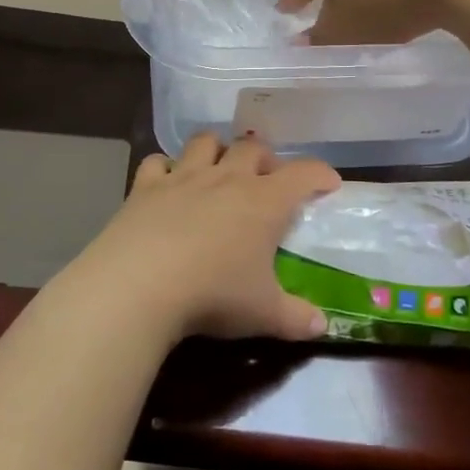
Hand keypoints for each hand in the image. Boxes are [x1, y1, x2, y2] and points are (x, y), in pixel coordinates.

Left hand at [69, 133, 339, 343]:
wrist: (140, 285)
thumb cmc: (214, 295)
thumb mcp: (264, 314)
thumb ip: (296, 319)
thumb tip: (322, 327)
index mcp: (264, 202)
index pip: (303, 174)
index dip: (320, 174)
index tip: (329, 183)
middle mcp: (227, 178)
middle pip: (253, 146)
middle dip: (265, 157)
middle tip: (268, 179)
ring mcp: (183, 177)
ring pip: (206, 142)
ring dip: (217, 149)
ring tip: (219, 168)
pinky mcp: (146, 186)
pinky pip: (157, 162)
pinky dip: (164, 168)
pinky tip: (166, 183)